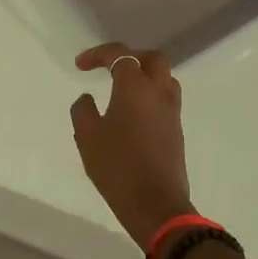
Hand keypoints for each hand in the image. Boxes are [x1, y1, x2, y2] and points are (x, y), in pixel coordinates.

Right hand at [69, 44, 193, 258]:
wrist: (155, 204)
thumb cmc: (117, 166)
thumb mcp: (87, 136)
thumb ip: (83, 110)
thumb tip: (87, 98)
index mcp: (135, 87)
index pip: (120, 54)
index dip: (98, 54)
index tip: (80, 65)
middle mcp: (159, 92)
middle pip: (152, 59)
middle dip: (130, 57)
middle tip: (110, 68)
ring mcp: (172, 112)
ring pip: (164, 79)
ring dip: (145, 76)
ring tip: (123, 90)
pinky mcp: (176, 131)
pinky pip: (166, 100)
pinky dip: (150, 96)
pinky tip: (133, 114)